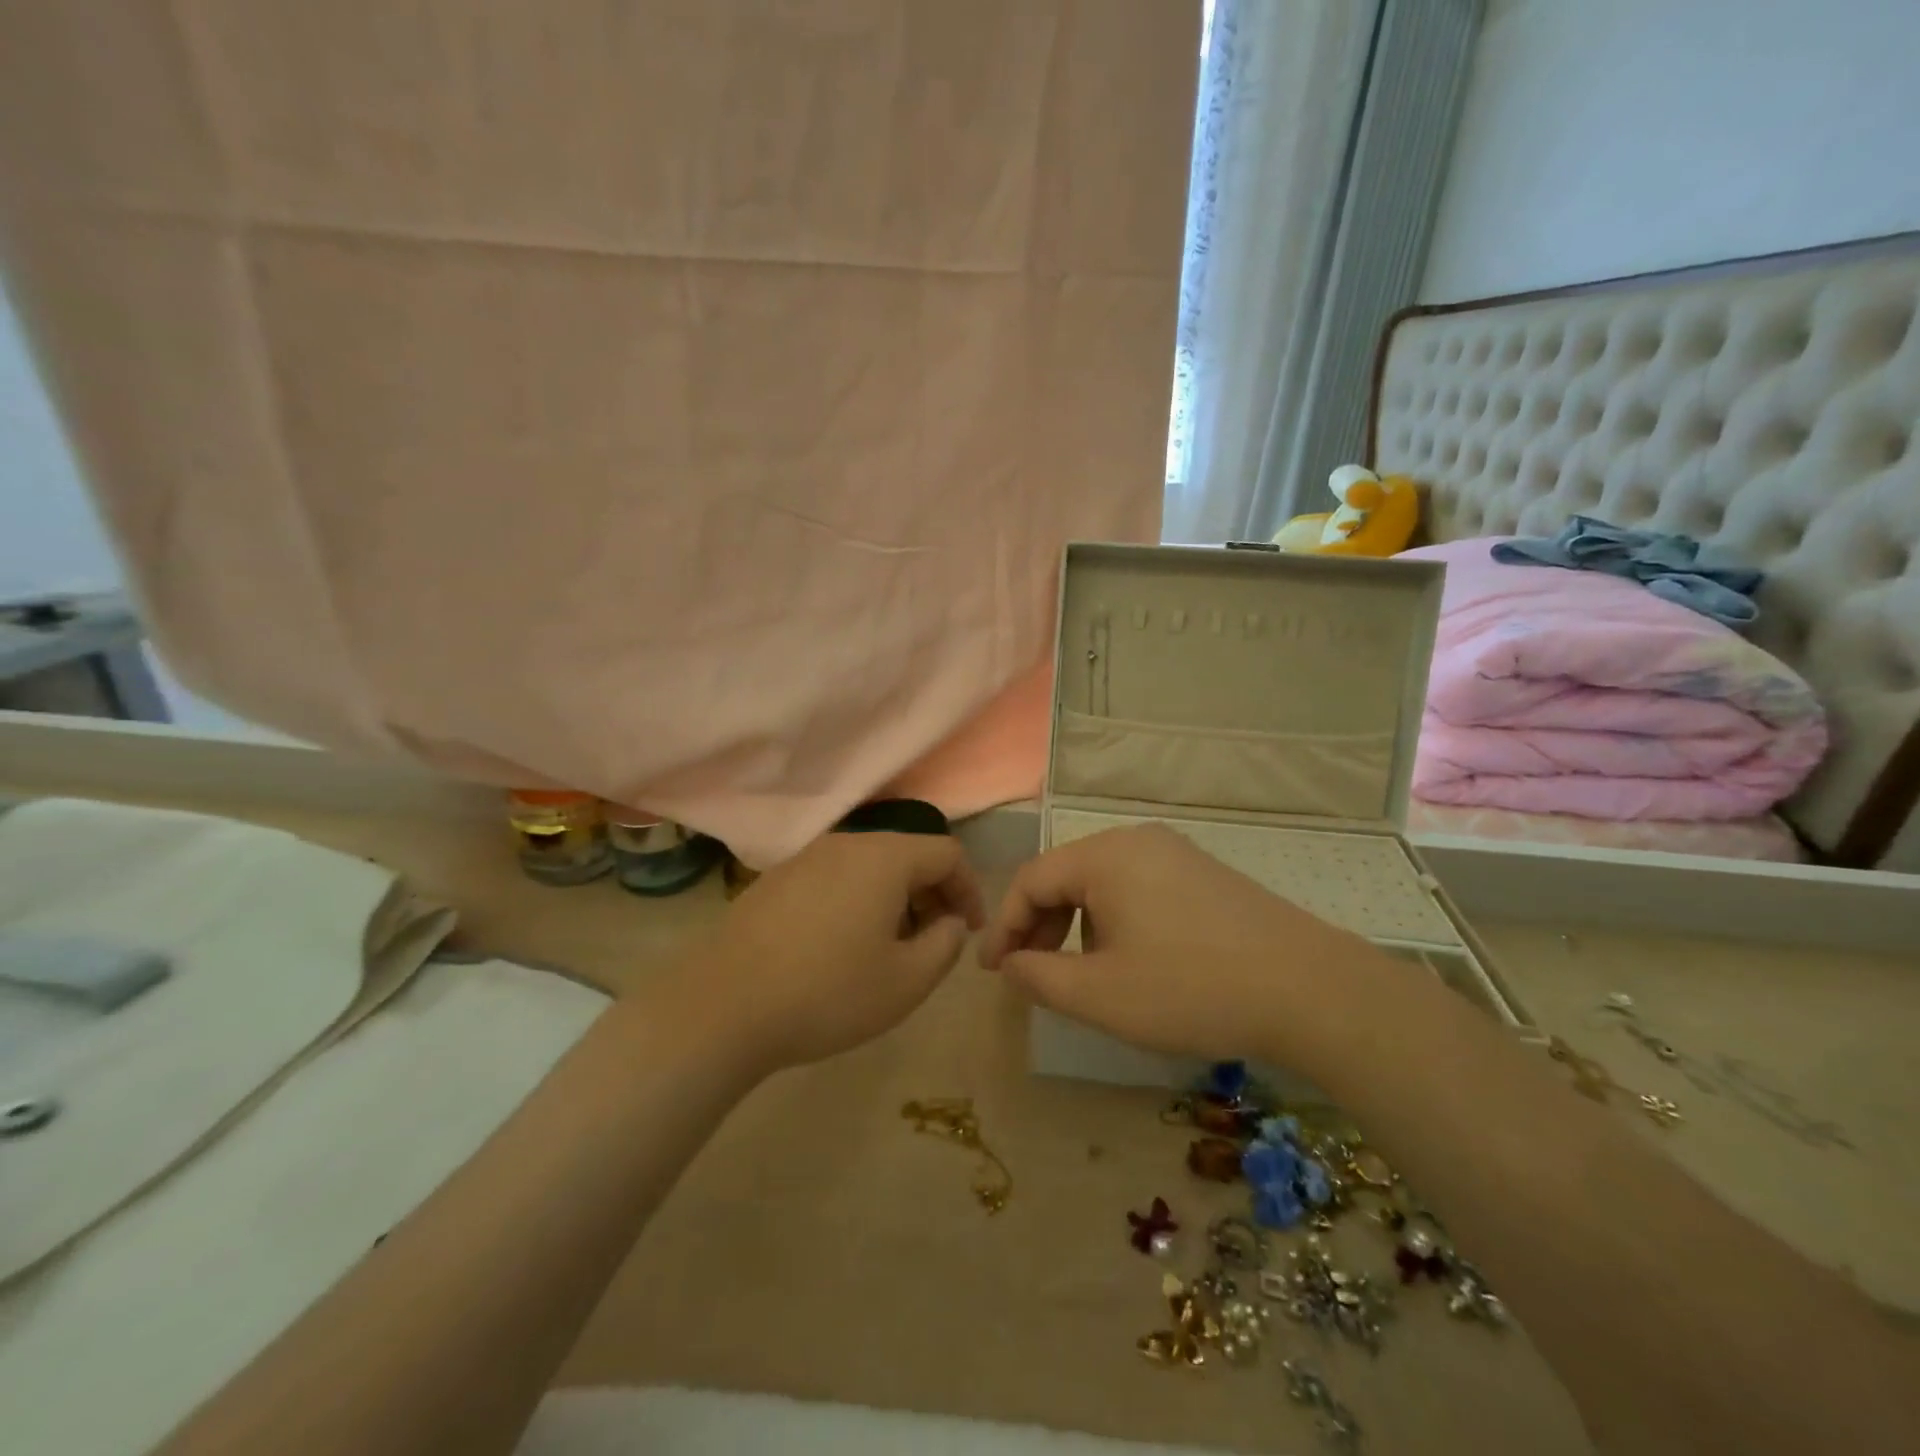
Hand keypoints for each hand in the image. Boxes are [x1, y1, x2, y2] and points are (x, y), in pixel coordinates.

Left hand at [680, 832, 984, 1074]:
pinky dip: (857, 899)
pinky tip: (842, 943)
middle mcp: (846, 843)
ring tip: (891, 945)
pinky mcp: (776, 879)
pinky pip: (835, 877)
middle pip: (907, 853)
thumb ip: (946, 944)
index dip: (969, 888)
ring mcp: (805, 857)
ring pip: (869, 865)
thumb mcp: (907, 981)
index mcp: (884, 857)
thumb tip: (949, 921)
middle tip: (935, 939)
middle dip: (932, 892)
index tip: (970, 929)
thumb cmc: (828, 993)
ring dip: (894, 897)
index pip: (946, 853)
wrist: (723, 1007)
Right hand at [979, 824, 1358, 1062]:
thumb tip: (1011, 964)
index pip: (1031, 879)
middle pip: (1066, 876)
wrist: (1309, 990)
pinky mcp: (1204, 874)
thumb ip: (1039, 977)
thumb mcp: (1100, 994)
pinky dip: (1115, 921)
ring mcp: (1176, 853)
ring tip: (1082, 974)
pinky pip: (1138, 888)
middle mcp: (1136, 840)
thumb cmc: (1191, 989)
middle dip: (1040, 926)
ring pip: (1102, 884)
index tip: (994, 971)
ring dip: (1077, 926)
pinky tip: (1131, 961)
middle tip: (1032, 974)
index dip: (1005, 926)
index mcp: (1105, 856)